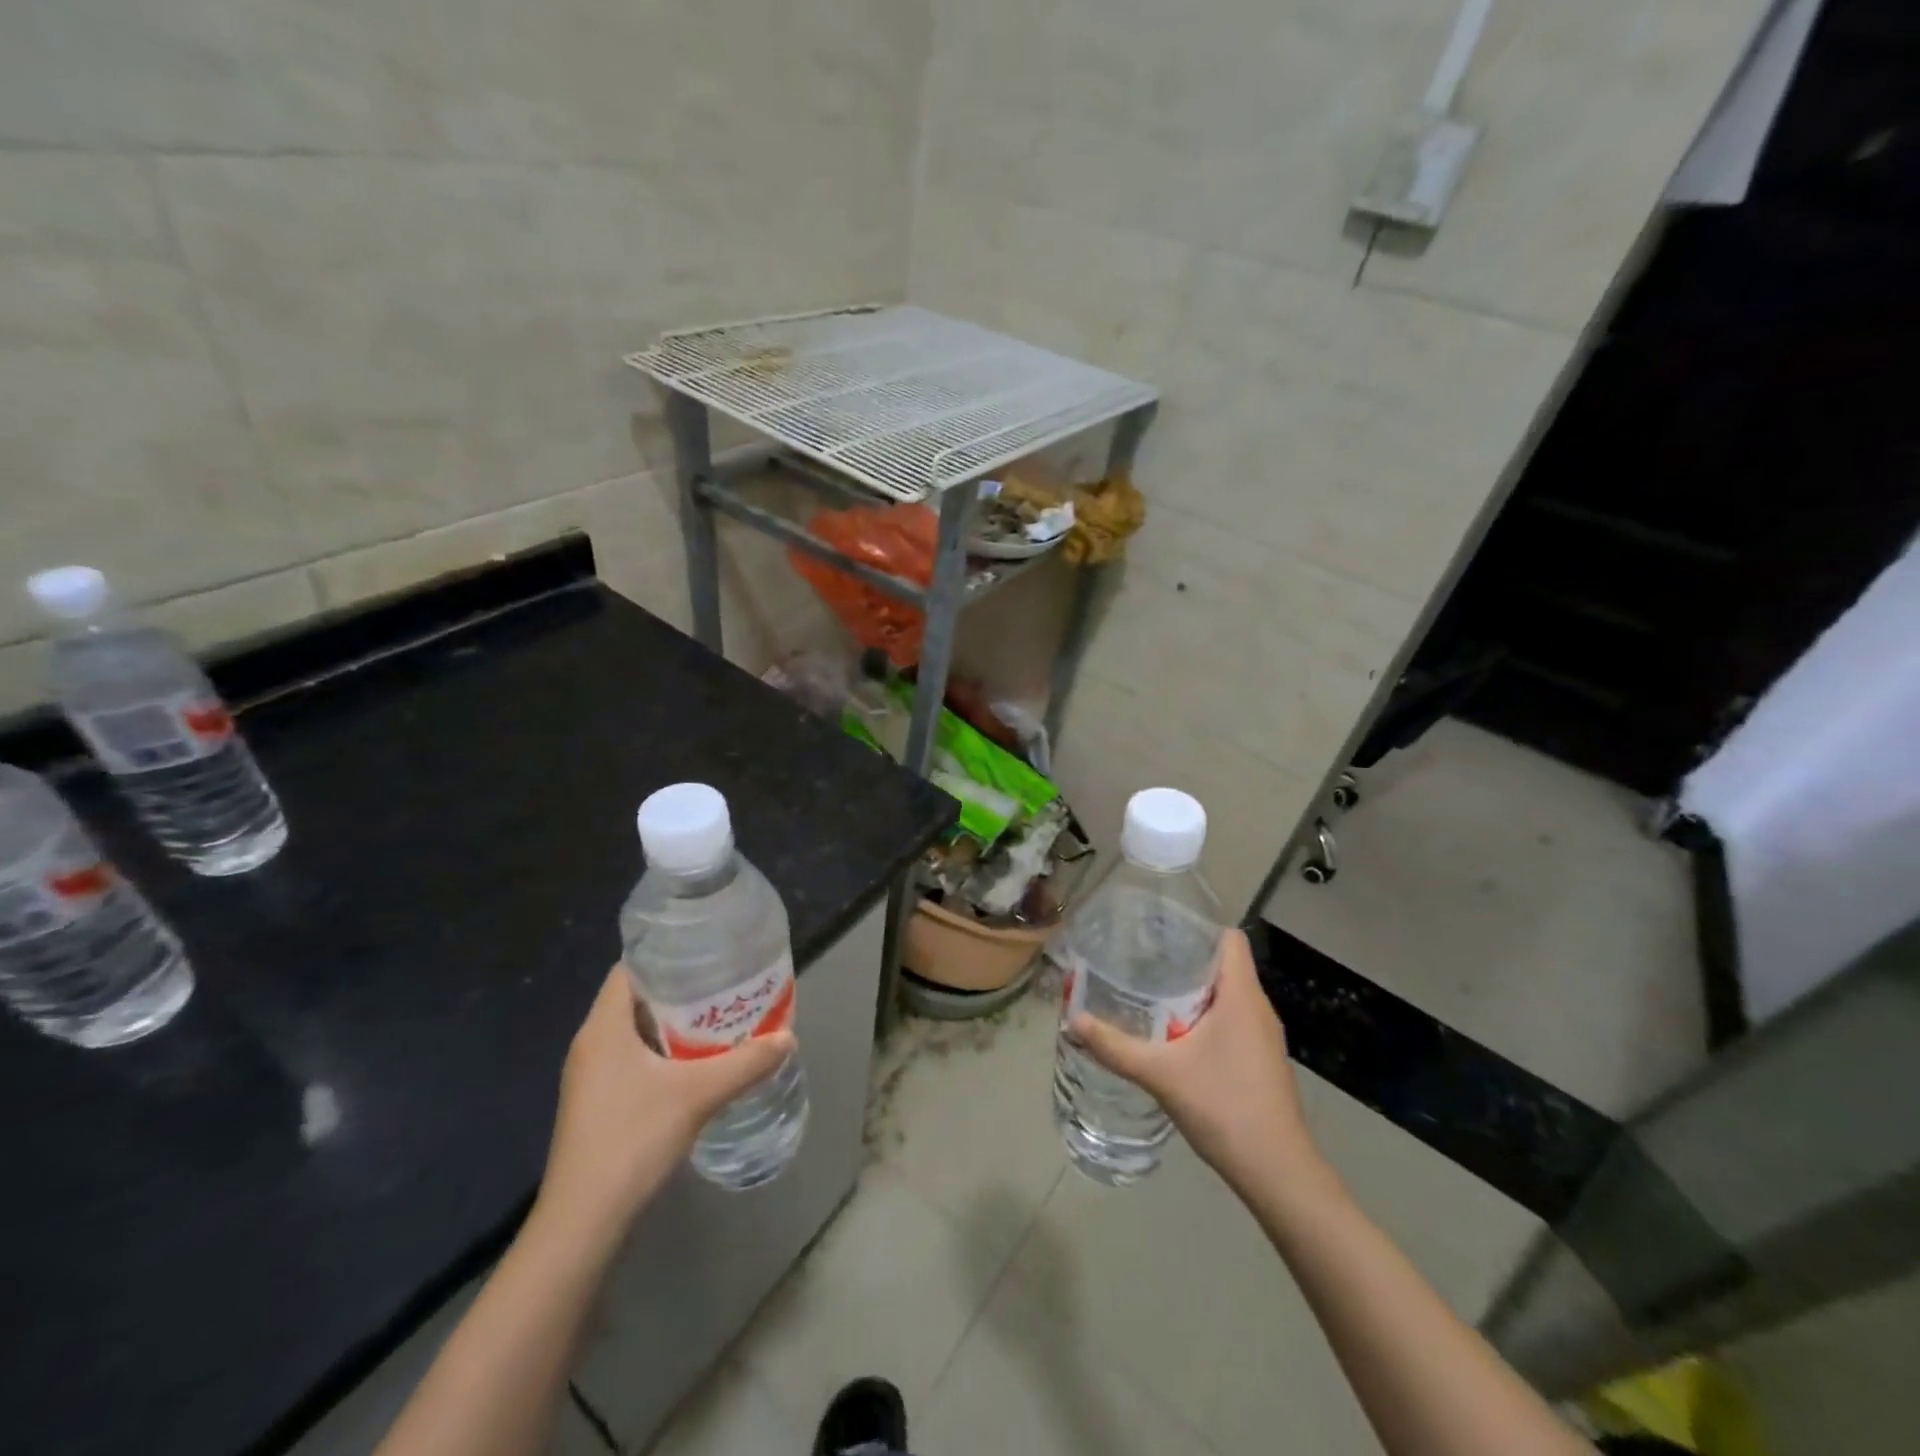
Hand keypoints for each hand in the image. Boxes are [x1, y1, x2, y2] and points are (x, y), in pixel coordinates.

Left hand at [535, 967, 794, 1248]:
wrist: (582, 1223)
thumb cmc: (631, 1141)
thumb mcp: (697, 1095)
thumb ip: (745, 1063)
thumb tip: (788, 1037)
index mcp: (604, 1027)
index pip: (630, 969)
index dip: (666, 955)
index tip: (707, 953)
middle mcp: (592, 1044)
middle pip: (637, 998)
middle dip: (681, 989)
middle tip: (725, 984)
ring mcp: (591, 1077)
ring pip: (636, 1031)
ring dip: (675, 1024)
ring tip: (720, 1018)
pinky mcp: (598, 1104)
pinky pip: (634, 1059)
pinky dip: (665, 1052)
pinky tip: (698, 1064)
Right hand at [1070, 928, 1321, 1196]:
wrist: (1277, 1172)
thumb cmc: (1224, 1107)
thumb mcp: (1161, 1074)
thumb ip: (1115, 1047)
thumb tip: (1073, 1021)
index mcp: (1242, 995)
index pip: (1229, 938)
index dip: (1196, 928)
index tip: (1158, 932)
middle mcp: (1257, 1008)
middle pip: (1223, 964)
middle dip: (1183, 960)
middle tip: (1140, 961)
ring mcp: (1263, 1036)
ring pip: (1227, 995)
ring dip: (1192, 992)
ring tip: (1149, 993)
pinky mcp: (1261, 1060)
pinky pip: (1231, 1020)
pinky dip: (1204, 1017)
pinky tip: (1173, 1036)